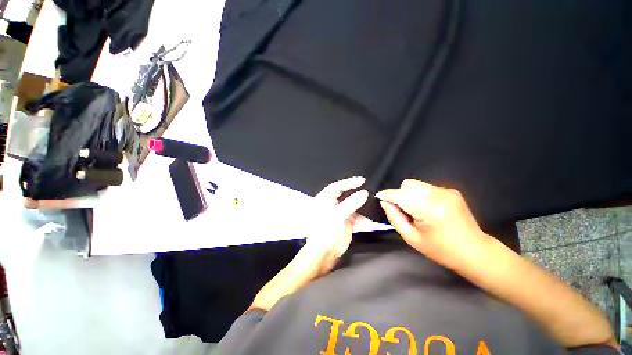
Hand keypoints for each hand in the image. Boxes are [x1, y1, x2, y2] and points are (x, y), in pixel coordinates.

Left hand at [304, 176, 368, 275]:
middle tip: (369, 186)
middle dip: (356, 190)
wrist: (324, 253)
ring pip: (352, 203)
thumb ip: (351, 203)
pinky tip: (370, 210)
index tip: (361, 180)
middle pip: (346, 193)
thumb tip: (363, 193)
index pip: (337, 186)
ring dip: (361, 201)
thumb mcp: (337, 215)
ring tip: (372, 197)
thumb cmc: (324, 233)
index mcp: (325, 200)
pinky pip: (357, 213)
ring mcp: (340, 212)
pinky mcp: (347, 221)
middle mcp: (332, 204)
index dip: (349, 182)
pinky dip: (363, 212)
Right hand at [376, 179, 490, 268]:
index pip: (401, 195)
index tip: (379, 196)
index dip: (387, 195)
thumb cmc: (441, 250)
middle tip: (403, 210)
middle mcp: (438, 195)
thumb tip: (385, 203)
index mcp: (429, 209)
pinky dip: (421, 195)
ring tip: (416, 210)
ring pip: (417, 184)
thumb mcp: (411, 238)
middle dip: (400, 194)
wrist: (475, 251)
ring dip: (410, 194)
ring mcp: (447, 191)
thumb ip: (395, 218)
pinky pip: (427, 188)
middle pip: (408, 185)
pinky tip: (428, 209)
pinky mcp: (452, 191)